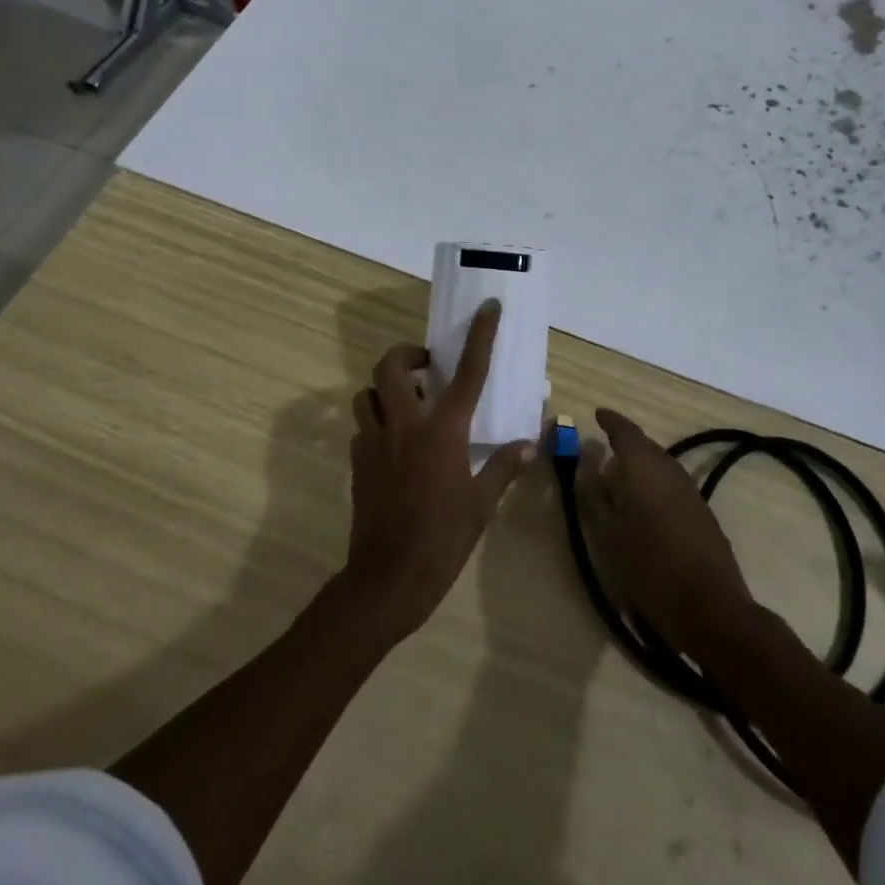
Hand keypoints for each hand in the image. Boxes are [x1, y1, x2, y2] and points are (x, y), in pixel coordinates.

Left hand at [342, 300, 532, 639]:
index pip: (467, 371)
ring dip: (384, 388)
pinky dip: (376, 422)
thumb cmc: (444, 537)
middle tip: (425, 366)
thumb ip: (503, 467)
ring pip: (366, 393)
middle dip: (405, 355)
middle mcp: (405, 425)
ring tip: (406, 402)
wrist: (390, 577)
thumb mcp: (482, 503)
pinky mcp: (357, 461)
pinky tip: (394, 444)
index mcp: (443, 430)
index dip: (480, 335)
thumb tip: (527, 444)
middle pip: (391, 367)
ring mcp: (375, 441)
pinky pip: (362, 426)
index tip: (488, 308)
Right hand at [578, 409, 757, 658]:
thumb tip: (588, 465)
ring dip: (640, 466)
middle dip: (624, 444)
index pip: (625, 432)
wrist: (711, 608)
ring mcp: (690, 492)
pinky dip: (654, 485)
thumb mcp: (607, 534)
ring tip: (619, 478)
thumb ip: (594, 495)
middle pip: (645, 447)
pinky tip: (644, 505)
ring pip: (660, 466)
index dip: (610, 421)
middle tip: (603, 449)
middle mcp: (670, 470)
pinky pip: (671, 485)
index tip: (597, 414)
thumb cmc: (649, 568)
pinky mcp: (702, 514)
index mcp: (644, 468)